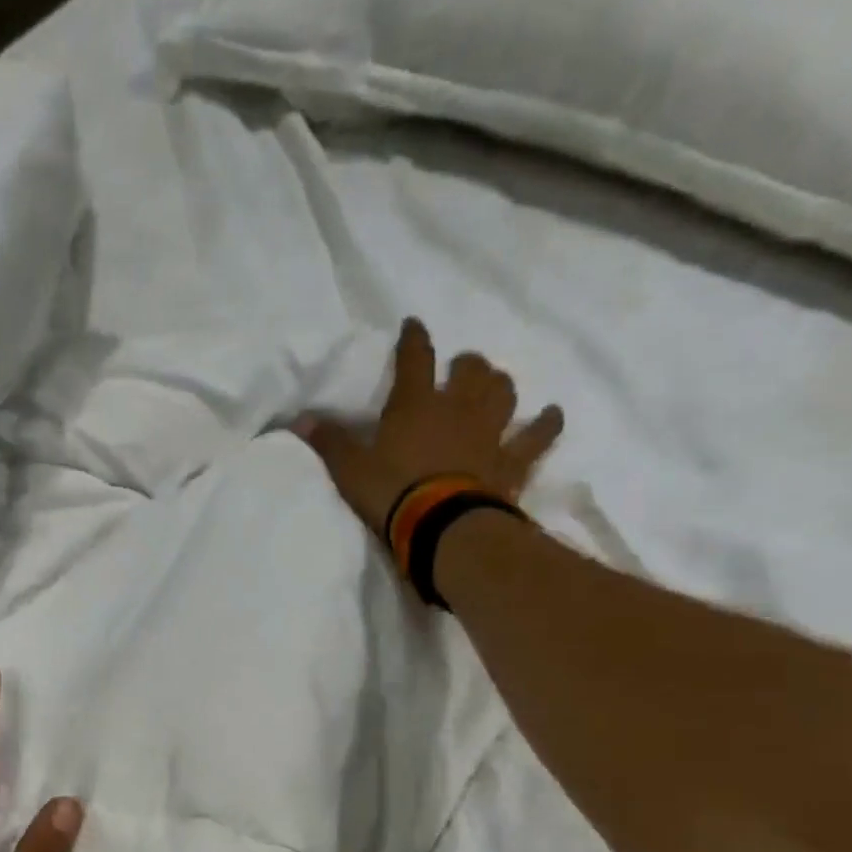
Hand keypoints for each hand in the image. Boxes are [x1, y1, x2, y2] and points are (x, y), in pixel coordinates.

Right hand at [297, 318, 563, 541]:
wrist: (442, 526)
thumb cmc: (391, 494)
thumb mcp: (350, 471)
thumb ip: (330, 443)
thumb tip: (299, 420)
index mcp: (415, 405)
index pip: (414, 359)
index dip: (413, 339)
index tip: (414, 325)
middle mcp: (458, 408)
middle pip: (470, 371)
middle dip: (465, 365)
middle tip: (460, 368)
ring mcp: (490, 432)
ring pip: (503, 393)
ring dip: (499, 385)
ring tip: (495, 386)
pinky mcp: (512, 461)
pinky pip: (537, 437)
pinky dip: (546, 424)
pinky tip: (551, 416)